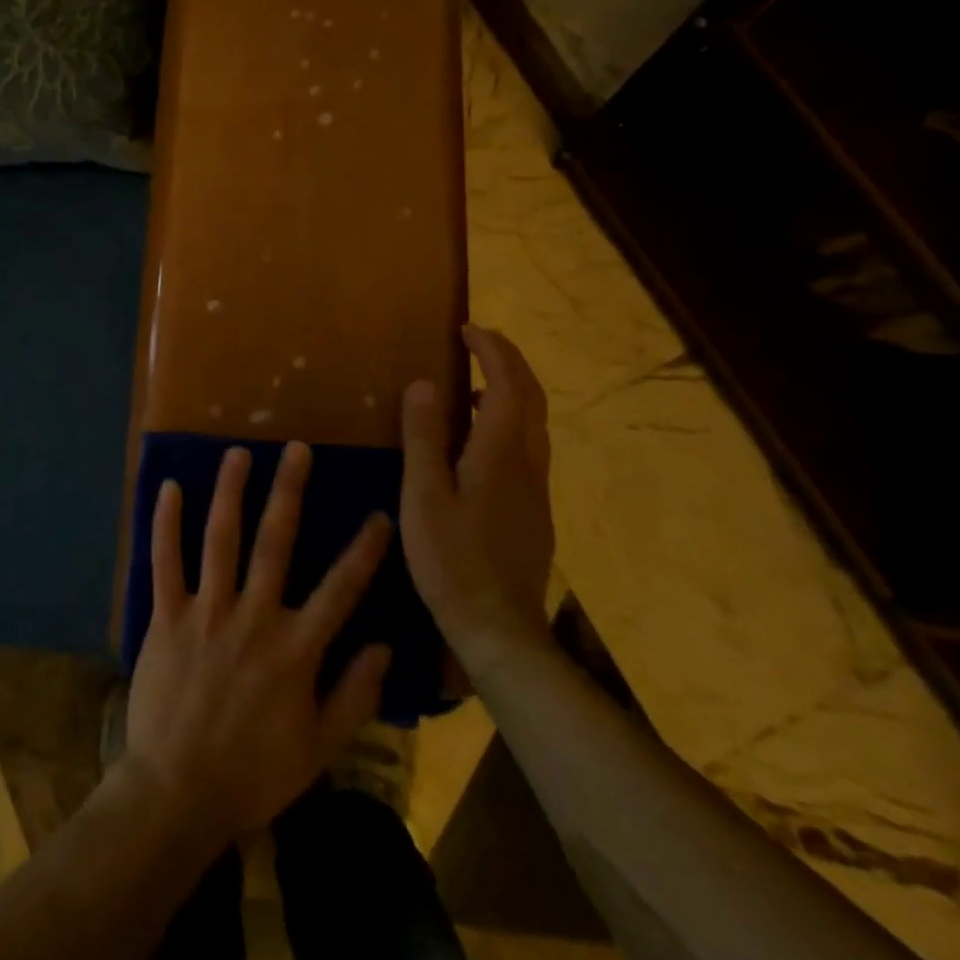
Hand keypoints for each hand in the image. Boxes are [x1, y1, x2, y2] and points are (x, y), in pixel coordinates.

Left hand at [125, 442, 393, 847]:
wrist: (177, 795)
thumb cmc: (252, 773)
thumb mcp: (318, 749)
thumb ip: (354, 696)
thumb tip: (384, 645)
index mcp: (294, 649)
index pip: (339, 589)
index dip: (363, 550)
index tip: (379, 514)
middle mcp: (253, 617)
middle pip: (275, 542)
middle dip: (288, 491)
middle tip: (296, 449)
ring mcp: (206, 612)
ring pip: (220, 538)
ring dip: (230, 492)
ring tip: (238, 453)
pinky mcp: (166, 617)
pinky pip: (165, 562)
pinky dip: (166, 523)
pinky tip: (169, 487)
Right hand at [401, 325, 554, 661]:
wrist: (500, 630)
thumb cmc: (452, 561)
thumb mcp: (424, 496)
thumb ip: (423, 437)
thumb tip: (424, 384)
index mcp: (499, 452)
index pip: (507, 383)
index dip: (491, 350)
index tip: (466, 329)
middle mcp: (527, 461)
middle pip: (531, 396)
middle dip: (508, 360)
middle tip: (477, 341)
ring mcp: (536, 487)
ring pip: (533, 421)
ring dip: (510, 388)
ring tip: (472, 381)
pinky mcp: (534, 509)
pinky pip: (527, 445)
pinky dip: (508, 418)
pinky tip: (477, 437)